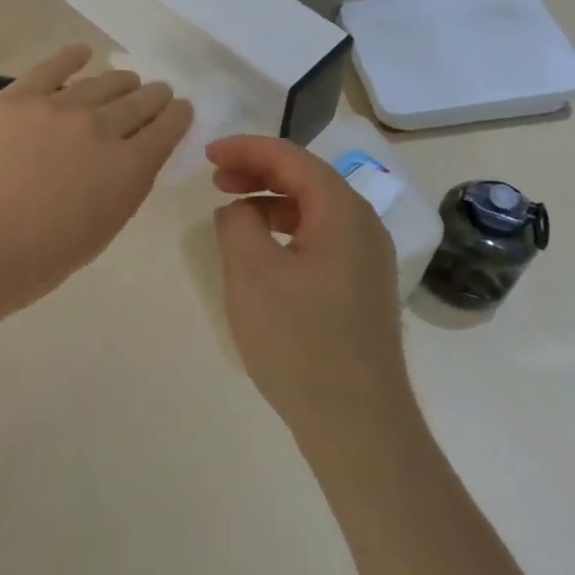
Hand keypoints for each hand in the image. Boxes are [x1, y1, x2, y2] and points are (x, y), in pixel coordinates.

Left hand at [0, 45, 191, 320]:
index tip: (180, 108)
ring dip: (120, 81)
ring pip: (101, 83)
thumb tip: (130, 157)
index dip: (177, 116)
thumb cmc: (40, 257)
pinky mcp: (18, 97)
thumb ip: (124, 186)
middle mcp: (101, 127)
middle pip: (138, 101)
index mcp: (129, 168)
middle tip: (157, 92)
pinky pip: (51, 67)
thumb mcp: (103, 227)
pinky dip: (71, 57)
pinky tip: (82, 52)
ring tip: (125, 79)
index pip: (166, 129)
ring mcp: (58, 107)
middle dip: (153, 96)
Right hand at [207, 135, 413, 440]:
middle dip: (257, 170)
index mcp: (342, 211)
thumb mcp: (251, 272)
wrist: (358, 425)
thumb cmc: (300, 341)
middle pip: (306, 177)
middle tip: (215, 179)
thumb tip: (239, 209)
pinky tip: (261, 252)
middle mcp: (363, 225)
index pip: (291, 158)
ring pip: (313, 207)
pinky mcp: (361, 286)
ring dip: (270, 200)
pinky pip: (320, 236)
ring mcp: (367, 258)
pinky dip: (285, 229)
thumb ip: (237, 222)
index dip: (246, 148)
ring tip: (232, 212)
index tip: (207, 154)